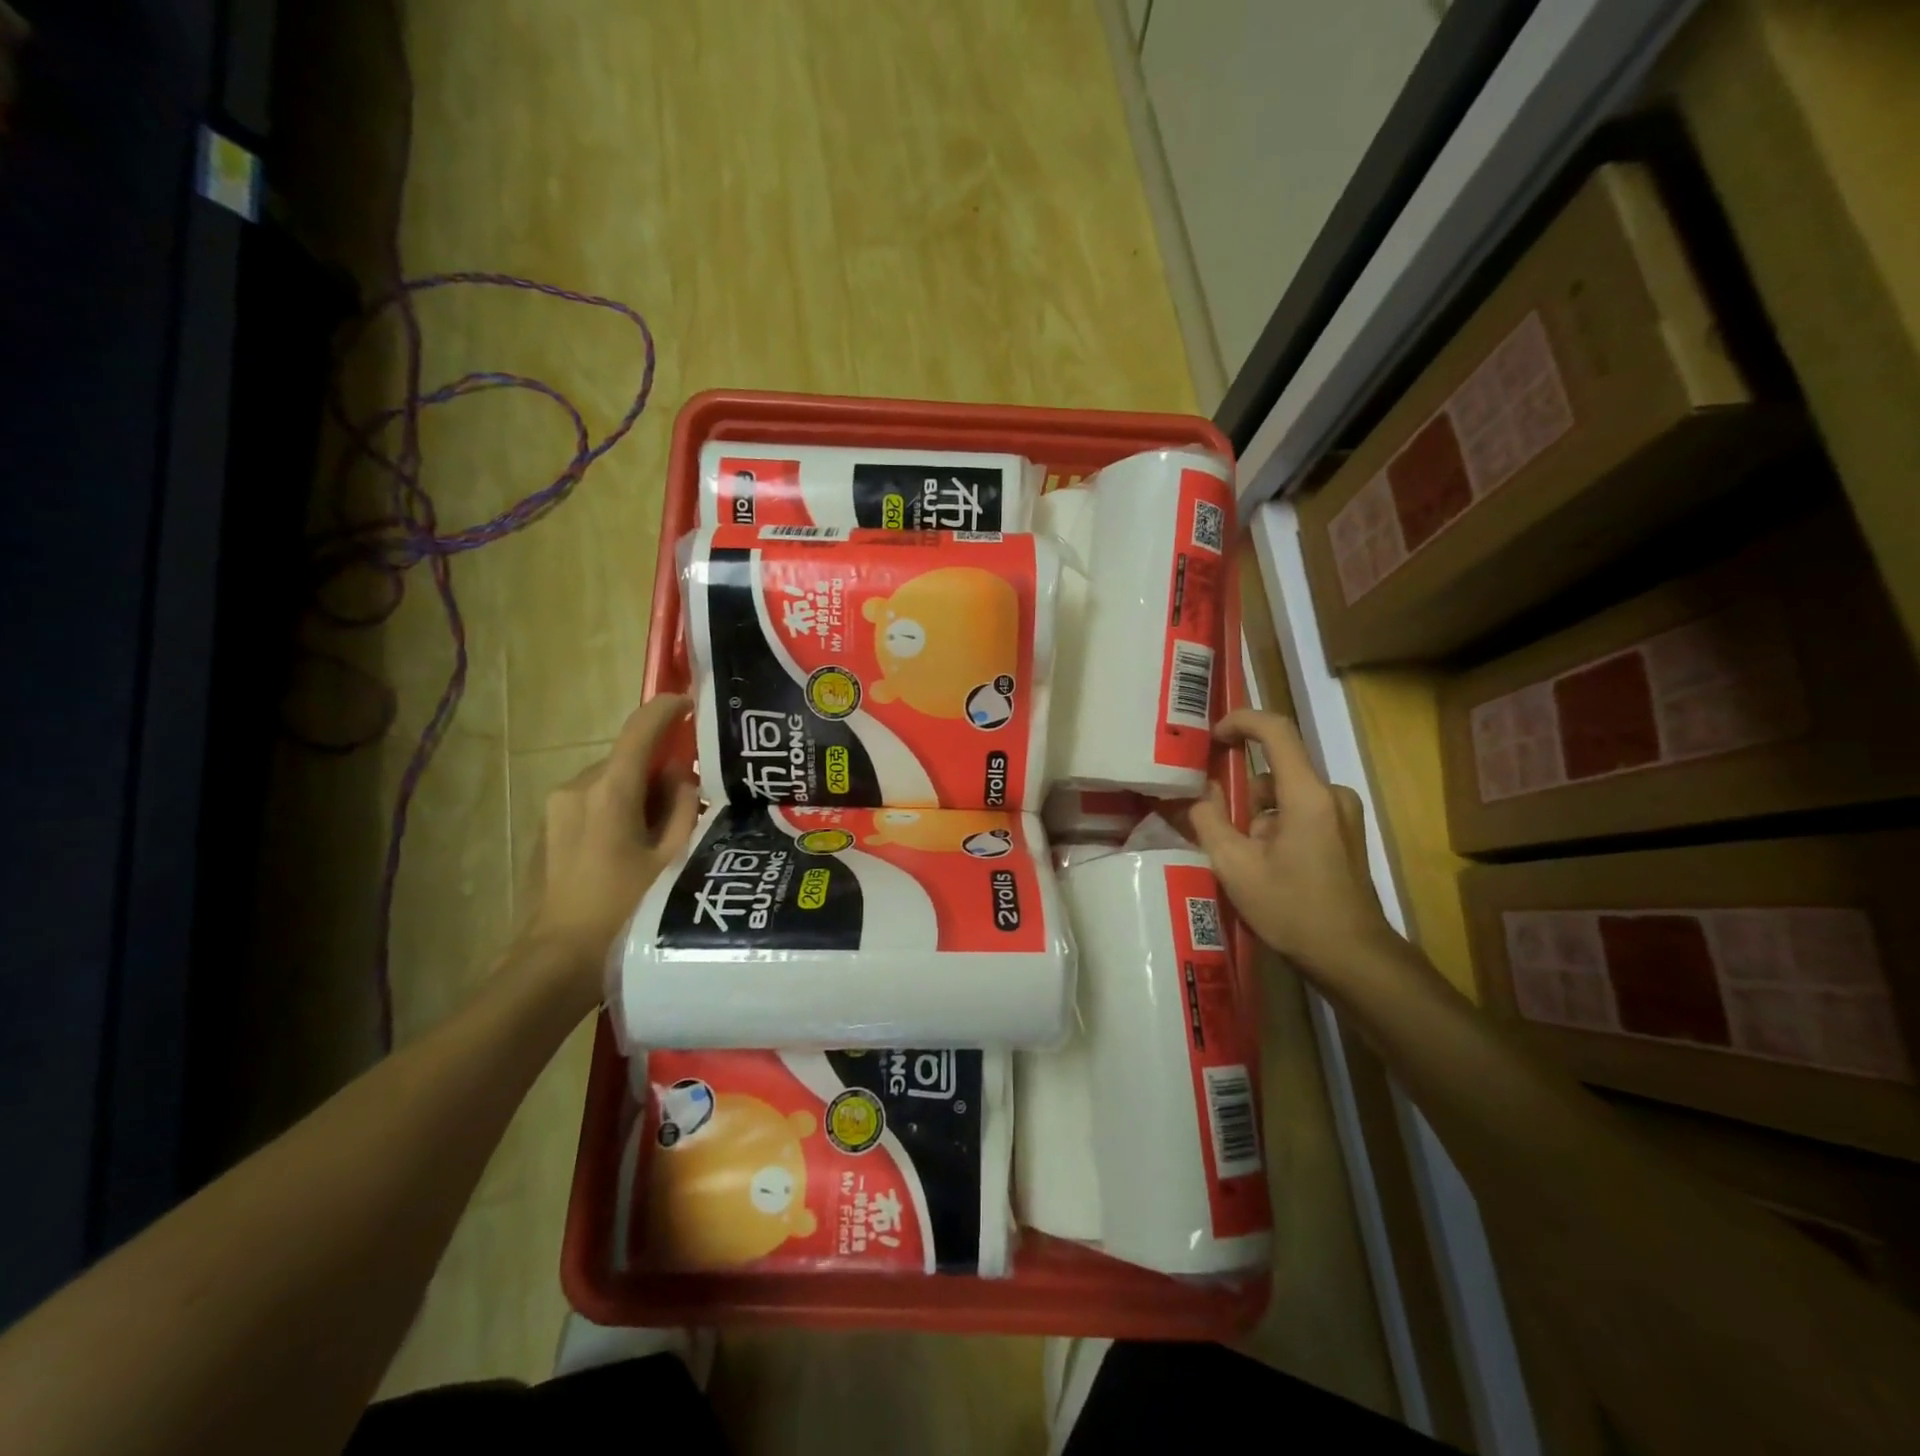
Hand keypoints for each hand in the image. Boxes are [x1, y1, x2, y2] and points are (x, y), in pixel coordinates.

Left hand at [521, 694, 700, 995]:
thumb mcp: (673, 860)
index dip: (667, 710)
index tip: (691, 703)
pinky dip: (617, 812)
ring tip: (662, 836)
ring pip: (609, 783)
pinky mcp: (546, 831)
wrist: (555, 965)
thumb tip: (683, 779)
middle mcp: (576, 789)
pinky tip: (630, 852)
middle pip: (627, 761)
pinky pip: (591, 804)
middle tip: (691, 803)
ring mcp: (554, 811)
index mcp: (609, 791)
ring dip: (638, 795)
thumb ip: (684, 809)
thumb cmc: (624, 912)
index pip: (640, 731)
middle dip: (659, 771)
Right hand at [1188, 710, 1396, 976]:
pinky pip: (1300, 814)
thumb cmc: (1292, 910)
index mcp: (1307, 795)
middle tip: (1213, 826)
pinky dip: (1275, 828)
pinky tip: (1264, 867)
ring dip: (1257, 817)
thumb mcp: (1235, 866)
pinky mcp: (1346, 835)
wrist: (1353, 958)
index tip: (1211, 737)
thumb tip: (1198, 793)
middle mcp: (1331, 795)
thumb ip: (1209, 820)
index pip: (1275, 730)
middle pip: (1275, 771)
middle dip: (1240, 793)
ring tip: (1239, 860)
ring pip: (1285, 796)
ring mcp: (1342, 816)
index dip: (1240, 721)